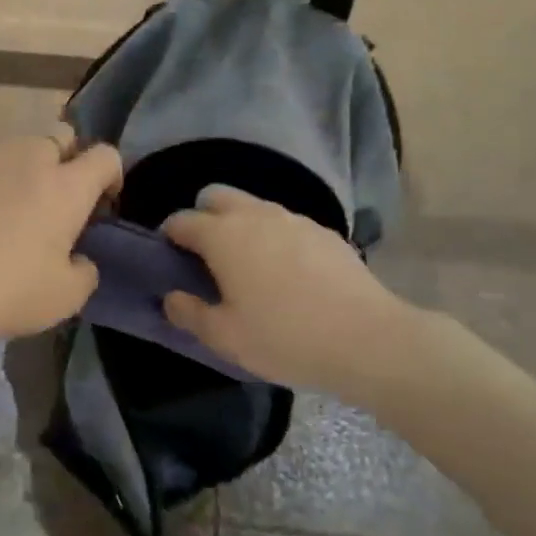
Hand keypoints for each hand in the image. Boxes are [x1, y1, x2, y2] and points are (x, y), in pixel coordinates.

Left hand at [0, 129, 122, 349]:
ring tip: (22, 211)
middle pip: (60, 136)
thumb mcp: (65, 297)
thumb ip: (84, 272)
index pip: (105, 156)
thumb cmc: (9, 291)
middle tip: (62, 201)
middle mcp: (29, 163)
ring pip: (20, 149)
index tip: (103, 204)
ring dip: (30, 169)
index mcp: (66, 186)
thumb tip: (79, 261)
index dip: (112, 175)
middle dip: (69, 159)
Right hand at [162, 185, 407, 391]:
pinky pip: (285, 224)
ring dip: (240, 225)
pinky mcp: (324, 231)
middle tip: (206, 257)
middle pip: (216, 196)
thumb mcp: (225, 336)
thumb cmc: (284, 337)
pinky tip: (286, 273)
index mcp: (223, 235)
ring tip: (247, 266)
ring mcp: (294, 219)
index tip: (169, 259)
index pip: (181, 220)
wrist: (367, 339)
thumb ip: (189, 313)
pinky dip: (273, 237)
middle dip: (203, 217)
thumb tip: (171, 297)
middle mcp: (255, 215)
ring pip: (253, 207)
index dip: (169, 237)